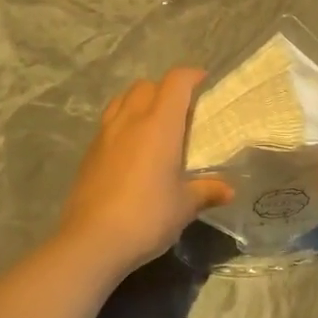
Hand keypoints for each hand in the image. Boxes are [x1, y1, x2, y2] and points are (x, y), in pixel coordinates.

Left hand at [55, 68, 232, 274]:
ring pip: (122, 100)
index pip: (175, 82)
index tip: (203, 82)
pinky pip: (109, 122)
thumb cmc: (147, 216)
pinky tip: (131, 149)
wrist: (92, 241)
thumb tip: (228, 190)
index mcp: (159, 124)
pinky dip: (123, 122)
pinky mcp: (89, 153)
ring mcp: (105, 134)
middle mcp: (130, 120)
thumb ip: (206, 191)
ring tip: (154, 124)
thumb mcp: (184, 206)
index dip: (191, 76)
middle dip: (165, 89)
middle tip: (181, 110)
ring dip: (140, 101)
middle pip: (146, 85)